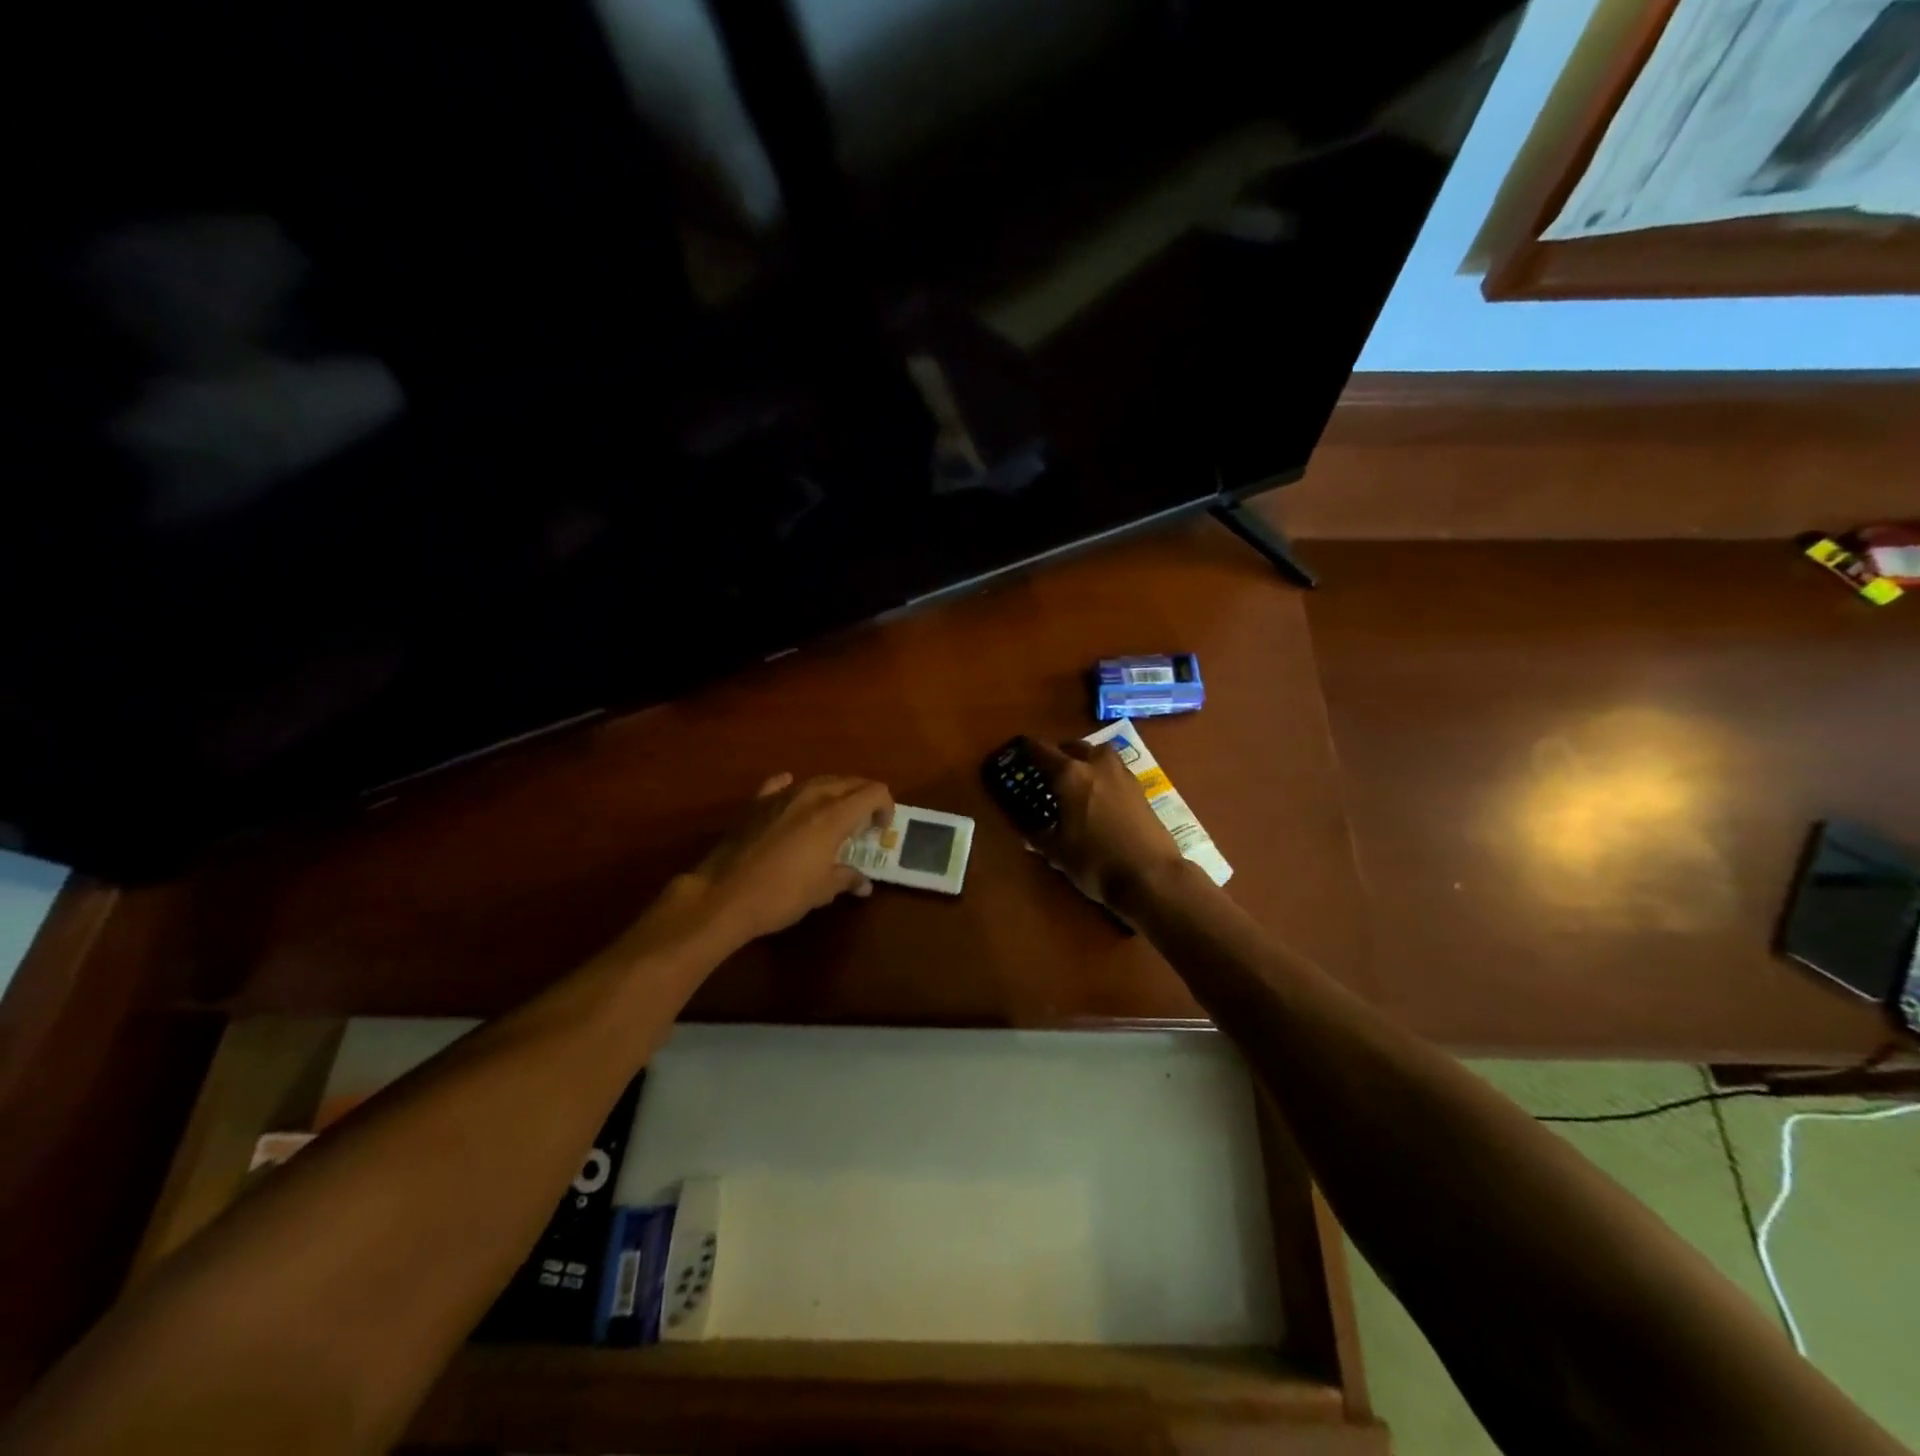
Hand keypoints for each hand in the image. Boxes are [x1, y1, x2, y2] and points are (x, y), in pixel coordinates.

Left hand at [683, 773, 894, 945]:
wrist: (722, 896)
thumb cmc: (779, 895)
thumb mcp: (821, 891)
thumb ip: (847, 878)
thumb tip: (863, 882)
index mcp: (833, 815)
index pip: (874, 792)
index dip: (886, 807)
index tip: (881, 829)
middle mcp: (810, 796)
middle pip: (849, 782)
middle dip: (864, 798)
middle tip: (864, 824)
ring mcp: (780, 796)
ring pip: (819, 781)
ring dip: (835, 794)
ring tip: (835, 818)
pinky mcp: (756, 803)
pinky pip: (782, 785)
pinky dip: (795, 789)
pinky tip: (794, 800)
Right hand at [1026, 738, 1189, 913]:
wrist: (1151, 876)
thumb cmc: (1096, 862)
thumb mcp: (1058, 853)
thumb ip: (1039, 837)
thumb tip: (1026, 833)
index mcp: (1070, 775)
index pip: (1042, 751)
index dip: (1027, 750)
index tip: (1018, 753)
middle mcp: (1097, 765)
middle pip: (1074, 746)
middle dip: (1059, 753)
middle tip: (1048, 770)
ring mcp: (1122, 774)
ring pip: (1099, 753)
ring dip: (1086, 759)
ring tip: (1077, 779)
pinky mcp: (1140, 788)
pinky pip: (1115, 770)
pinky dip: (1103, 775)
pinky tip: (1100, 795)